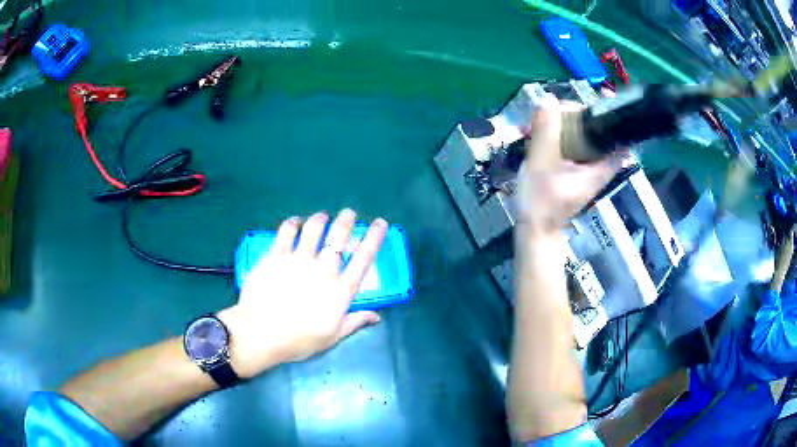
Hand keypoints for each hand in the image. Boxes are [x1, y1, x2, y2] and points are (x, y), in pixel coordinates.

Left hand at [218, 209, 386, 377]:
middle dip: (346, 221)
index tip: (380, 223)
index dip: (374, 238)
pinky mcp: (276, 256)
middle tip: (348, 214)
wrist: (261, 333)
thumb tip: (376, 316)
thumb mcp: (332, 337)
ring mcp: (298, 259)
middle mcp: (323, 269)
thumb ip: (355, 322)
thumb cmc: (299, 340)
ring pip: (313, 228)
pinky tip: (295, 223)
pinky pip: (286, 232)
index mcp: (340, 290)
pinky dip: (293, 223)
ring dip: (321, 219)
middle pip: (339, 237)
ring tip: (322, 216)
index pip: (363, 258)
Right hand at [518, 98, 624, 233]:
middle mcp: (597, 164)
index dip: (612, 116)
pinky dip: (554, 135)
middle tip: (551, 111)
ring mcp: (584, 166)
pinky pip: (568, 143)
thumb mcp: (542, 163)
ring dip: (560, 124)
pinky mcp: (572, 168)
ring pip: (579, 134)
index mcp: (601, 165)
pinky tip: (534, 135)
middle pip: (596, 129)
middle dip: (574, 115)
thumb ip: (546, 131)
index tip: (599, 99)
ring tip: (537, 123)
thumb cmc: (542, 203)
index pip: (619, 137)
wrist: (534, 230)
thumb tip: (547, 99)